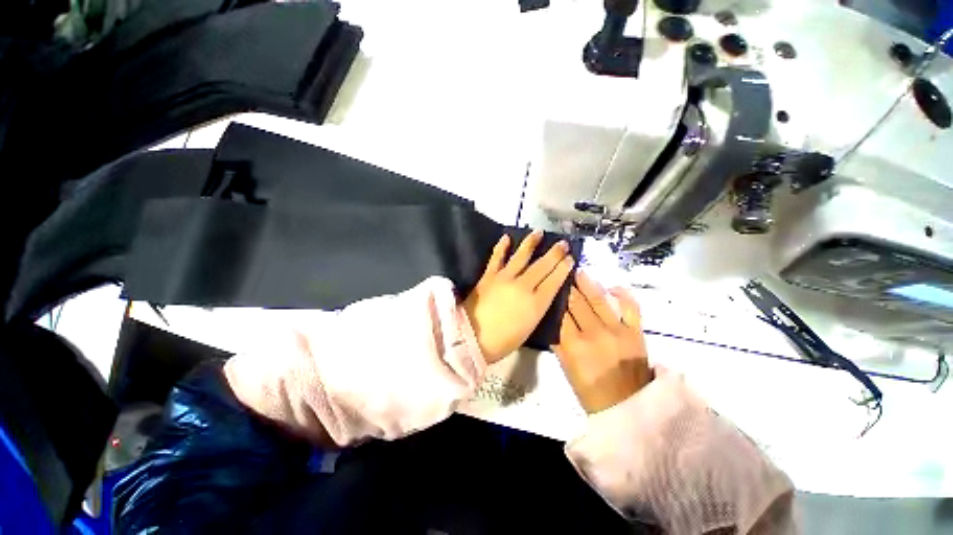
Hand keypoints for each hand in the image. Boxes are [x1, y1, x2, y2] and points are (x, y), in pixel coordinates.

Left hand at [463, 231, 574, 362]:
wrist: (472, 338)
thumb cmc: (503, 340)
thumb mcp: (530, 327)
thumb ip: (538, 307)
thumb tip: (545, 292)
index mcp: (536, 303)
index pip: (554, 280)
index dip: (564, 268)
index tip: (570, 258)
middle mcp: (524, 286)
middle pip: (542, 266)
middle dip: (555, 253)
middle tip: (563, 243)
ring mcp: (505, 278)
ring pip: (522, 256)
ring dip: (531, 243)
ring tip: (539, 232)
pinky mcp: (489, 275)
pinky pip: (497, 257)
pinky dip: (501, 247)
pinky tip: (506, 237)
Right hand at [552, 271, 651, 413]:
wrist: (627, 406)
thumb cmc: (590, 390)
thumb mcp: (566, 368)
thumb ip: (557, 343)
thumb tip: (551, 322)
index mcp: (574, 344)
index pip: (561, 313)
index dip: (555, 298)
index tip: (551, 286)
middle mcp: (594, 333)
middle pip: (577, 303)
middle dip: (568, 287)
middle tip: (562, 273)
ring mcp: (617, 330)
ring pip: (599, 300)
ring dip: (588, 284)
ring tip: (579, 271)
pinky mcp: (635, 332)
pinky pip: (631, 307)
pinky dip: (623, 295)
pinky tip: (613, 287)